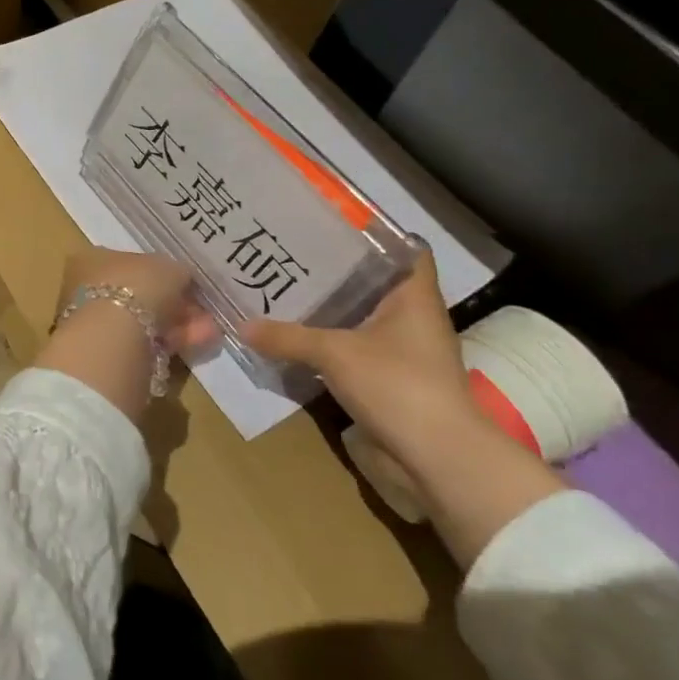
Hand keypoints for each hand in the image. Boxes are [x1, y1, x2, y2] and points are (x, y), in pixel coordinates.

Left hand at [31, 247, 215, 423]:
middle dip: (172, 302)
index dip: (161, 273)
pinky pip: (146, 343)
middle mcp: (87, 289)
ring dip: (177, 324)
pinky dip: (172, 342)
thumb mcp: (167, 267)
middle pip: (138, 294)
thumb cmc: (135, 286)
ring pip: (144, 321)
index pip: (128, 262)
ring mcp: (95, 324)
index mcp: (91, 258)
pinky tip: (201, 342)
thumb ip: (176, 271)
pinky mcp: (107, 353)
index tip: (186, 283)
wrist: (112, 338)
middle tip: (202, 310)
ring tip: (210, 328)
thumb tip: (181, 279)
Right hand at [242, 250, 477, 459]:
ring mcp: (402, 350)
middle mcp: (411, 317)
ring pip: (360, 317)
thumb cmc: (397, 385)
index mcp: (413, 297)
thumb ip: (287, 337)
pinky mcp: (389, 378)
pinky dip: (327, 341)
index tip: (330, 223)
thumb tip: (242, 326)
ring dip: (329, 308)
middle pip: (373, 281)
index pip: (404, 249)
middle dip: (335, 269)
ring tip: (284, 289)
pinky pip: (353, 348)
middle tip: (290, 253)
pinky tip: (294, 336)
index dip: (373, 233)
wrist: (436, 456)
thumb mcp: (334, 354)